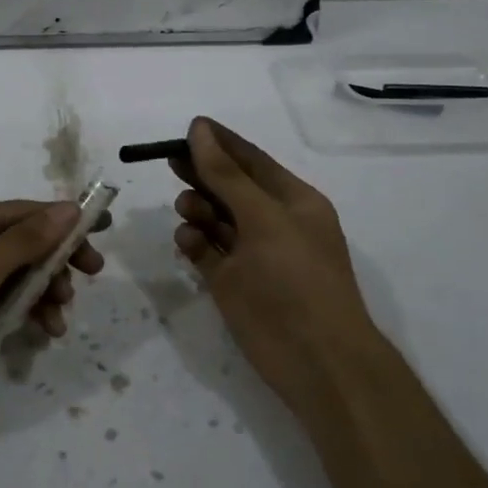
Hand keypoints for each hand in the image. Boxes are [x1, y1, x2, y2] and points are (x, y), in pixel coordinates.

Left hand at [0, 200, 107, 451]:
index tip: (101, 229)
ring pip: (13, 278)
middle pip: (17, 245)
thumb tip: (69, 208)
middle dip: (52, 261)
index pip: (14, 213)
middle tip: (91, 274)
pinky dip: (24, 315)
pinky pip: (1, 306)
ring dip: (41, 293)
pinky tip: (43, 332)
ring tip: (60, 317)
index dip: (58, 220)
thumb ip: (23, 242)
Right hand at [171, 117, 382, 423]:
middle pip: (229, 187)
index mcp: (293, 201)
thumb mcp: (264, 218)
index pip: (251, 160)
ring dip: (198, 208)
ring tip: (188, 209)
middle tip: (171, 163)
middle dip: (202, 173)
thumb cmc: (296, 278)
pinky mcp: (231, 283)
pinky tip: (188, 240)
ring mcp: (251, 255)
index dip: (221, 142)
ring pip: (215, 219)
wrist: (316, 359)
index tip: (188, 127)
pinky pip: (205, 251)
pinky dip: (194, 242)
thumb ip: (227, 175)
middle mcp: (272, 223)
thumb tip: (200, 129)